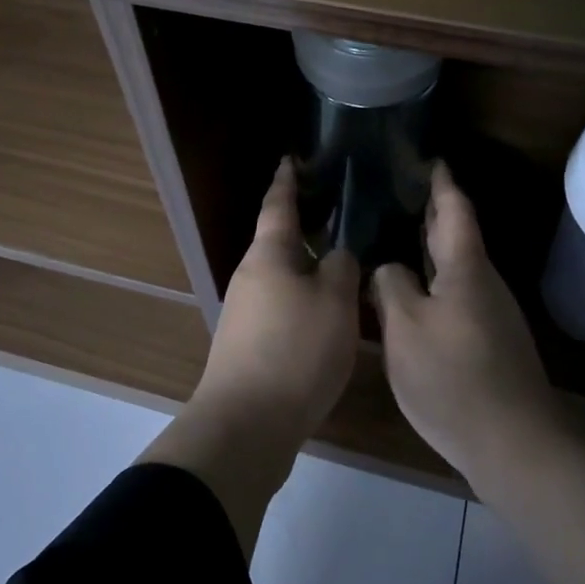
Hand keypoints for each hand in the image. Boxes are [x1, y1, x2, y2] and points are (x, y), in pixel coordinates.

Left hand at [194, 158, 360, 439]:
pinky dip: (302, 302)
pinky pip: (280, 309)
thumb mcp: (334, 304)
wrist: (247, 423)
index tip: (290, 159)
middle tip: (337, 217)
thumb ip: (340, 269)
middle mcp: (249, 277)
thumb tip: (335, 255)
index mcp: (268, 256)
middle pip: (278, 244)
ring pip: (281, 279)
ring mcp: (244, 313)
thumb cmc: (295, 351)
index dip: (287, 181)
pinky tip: (325, 317)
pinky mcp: (246, 345)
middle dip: (304, 230)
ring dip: (306, 270)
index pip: (278, 206)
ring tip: (340, 268)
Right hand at [372, 162, 558, 477]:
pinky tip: (411, 293)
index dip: (441, 182)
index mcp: (466, 268)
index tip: (428, 158)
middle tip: (398, 193)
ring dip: (430, 248)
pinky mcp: (490, 341)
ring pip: (456, 267)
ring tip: (395, 237)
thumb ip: (391, 286)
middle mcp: (484, 282)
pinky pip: (456, 294)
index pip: (455, 209)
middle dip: (432, 211)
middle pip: (457, 235)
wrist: (514, 443)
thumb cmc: (453, 377)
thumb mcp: (405, 327)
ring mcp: (491, 313)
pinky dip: (434, 280)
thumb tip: (388, 268)